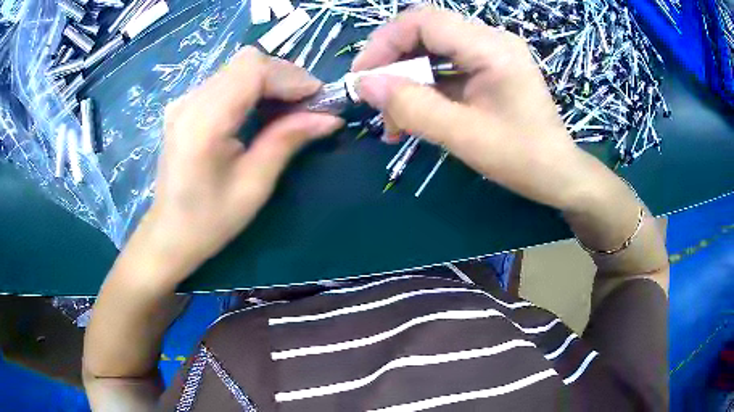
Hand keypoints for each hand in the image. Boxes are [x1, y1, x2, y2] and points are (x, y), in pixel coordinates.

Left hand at [135, 47, 342, 285]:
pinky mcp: (186, 105)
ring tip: (288, 110)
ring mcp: (185, 100)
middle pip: (247, 61)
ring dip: (270, 81)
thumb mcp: (254, 186)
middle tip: (306, 106)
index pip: (252, 70)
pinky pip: (227, 80)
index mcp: (204, 122)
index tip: (317, 99)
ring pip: (238, 67)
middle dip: (284, 76)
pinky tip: (261, 111)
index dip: (291, 77)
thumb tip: (331, 118)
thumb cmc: (210, 220)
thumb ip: (288, 141)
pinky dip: (252, 88)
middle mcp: (190, 101)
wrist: (170, 234)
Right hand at [353, 7, 600, 210]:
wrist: (558, 174)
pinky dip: (425, 89)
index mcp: (492, 47)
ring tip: (394, 122)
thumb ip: (413, 107)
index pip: (424, 21)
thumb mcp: (464, 136)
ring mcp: (491, 53)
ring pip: (432, 51)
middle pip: (425, 33)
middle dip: (393, 64)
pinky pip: (446, 67)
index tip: (362, 77)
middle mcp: (491, 40)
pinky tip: (413, 116)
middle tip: (375, 102)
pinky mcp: (489, 68)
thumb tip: (365, 85)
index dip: (385, 42)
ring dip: (407, 81)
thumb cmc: (522, 158)